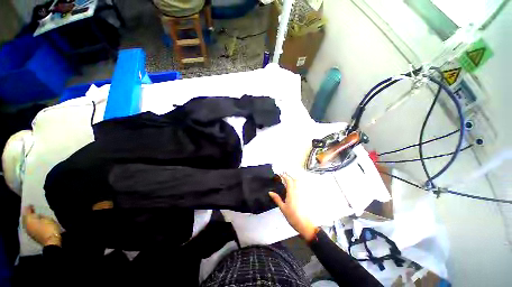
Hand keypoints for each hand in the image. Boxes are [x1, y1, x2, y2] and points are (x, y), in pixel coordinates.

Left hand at [22, 205, 61, 246]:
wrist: (51, 241)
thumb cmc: (49, 228)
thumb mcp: (47, 219)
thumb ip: (41, 216)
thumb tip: (37, 214)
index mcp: (29, 220)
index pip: (27, 211)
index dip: (29, 207)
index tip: (31, 204)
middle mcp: (26, 225)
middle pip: (25, 218)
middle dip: (28, 214)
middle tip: (31, 210)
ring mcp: (29, 231)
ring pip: (27, 223)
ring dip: (29, 220)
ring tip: (33, 217)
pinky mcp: (32, 235)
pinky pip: (30, 227)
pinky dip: (31, 224)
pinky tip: (35, 224)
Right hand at [269, 173, 317, 241]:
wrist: (305, 224)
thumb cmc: (292, 216)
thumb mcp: (282, 208)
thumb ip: (276, 199)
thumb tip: (270, 192)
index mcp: (291, 193)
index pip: (288, 181)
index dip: (284, 176)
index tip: (281, 174)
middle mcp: (297, 192)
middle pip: (295, 180)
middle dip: (289, 176)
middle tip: (284, 175)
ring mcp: (302, 194)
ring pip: (298, 183)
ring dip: (293, 180)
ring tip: (288, 180)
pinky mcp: (304, 197)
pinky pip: (300, 188)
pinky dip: (297, 185)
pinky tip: (294, 188)